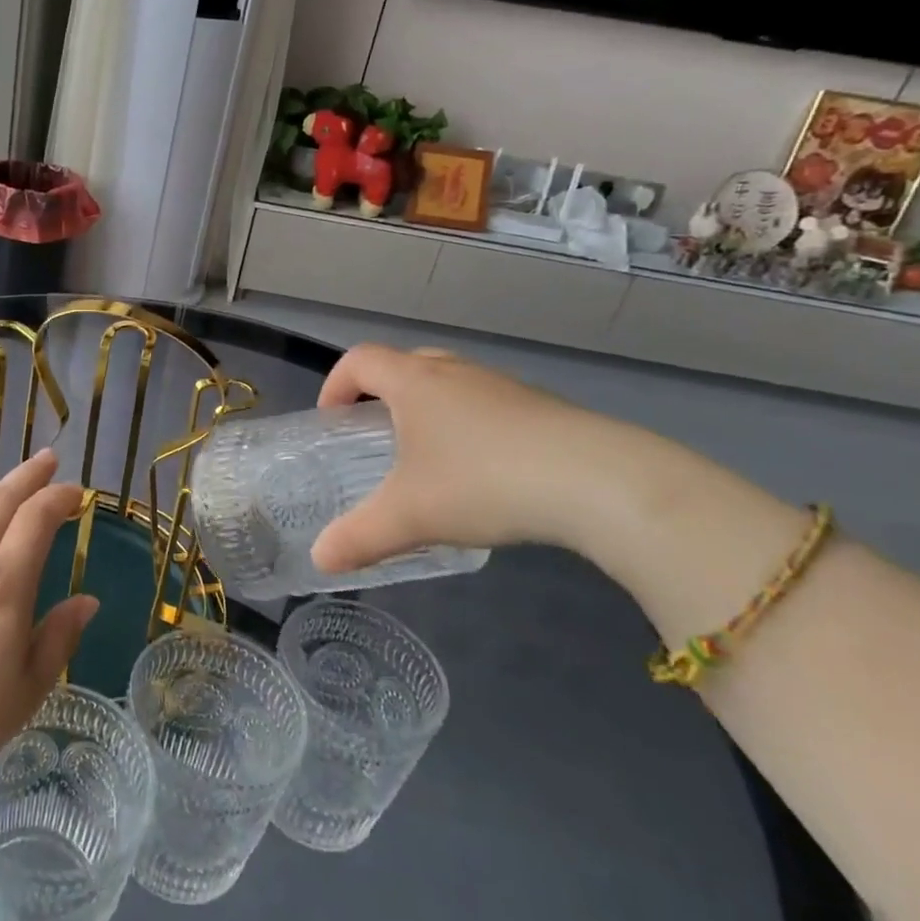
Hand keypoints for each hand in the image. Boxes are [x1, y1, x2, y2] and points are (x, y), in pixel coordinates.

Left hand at [0, 450, 97, 803]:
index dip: (59, 499)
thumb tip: (87, 599)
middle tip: (48, 459)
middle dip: (29, 477)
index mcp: (4, 589)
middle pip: (1, 504)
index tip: (75, 493)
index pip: (37, 522)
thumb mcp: (26, 693)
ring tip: (11, 480)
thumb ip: (58, 639)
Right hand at [311, 345, 621, 571]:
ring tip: (426, 456)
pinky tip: (482, 472)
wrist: (599, 480)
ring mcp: (503, 386)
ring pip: (450, 383)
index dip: (336, 384)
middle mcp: (456, 372)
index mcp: (415, 382)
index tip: (331, 419)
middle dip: (380, 392)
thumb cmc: (483, 482)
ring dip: (427, 408)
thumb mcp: (411, 516)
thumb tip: (320, 560)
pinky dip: (468, 425)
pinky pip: (486, 404)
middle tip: (374, 432)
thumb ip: (359, 537)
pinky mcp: (540, 408)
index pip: (360, 360)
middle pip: (405, 363)